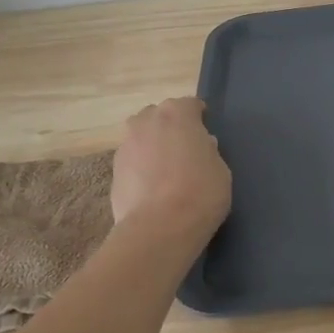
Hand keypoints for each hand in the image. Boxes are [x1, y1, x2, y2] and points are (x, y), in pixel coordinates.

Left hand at [111, 98, 231, 240]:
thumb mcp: (220, 169)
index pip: (190, 104)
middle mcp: (147, 121)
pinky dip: (141, 167)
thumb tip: (200, 146)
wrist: (159, 227)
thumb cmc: (201, 192)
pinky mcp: (113, 170)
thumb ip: (208, 151)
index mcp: (177, 113)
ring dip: (152, 146)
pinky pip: (132, 161)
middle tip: (184, 150)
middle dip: (170, 127)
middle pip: (159, 116)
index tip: (205, 132)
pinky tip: (152, 187)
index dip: (199, 117)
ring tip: (166, 170)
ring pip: (141, 137)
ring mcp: (126, 145)